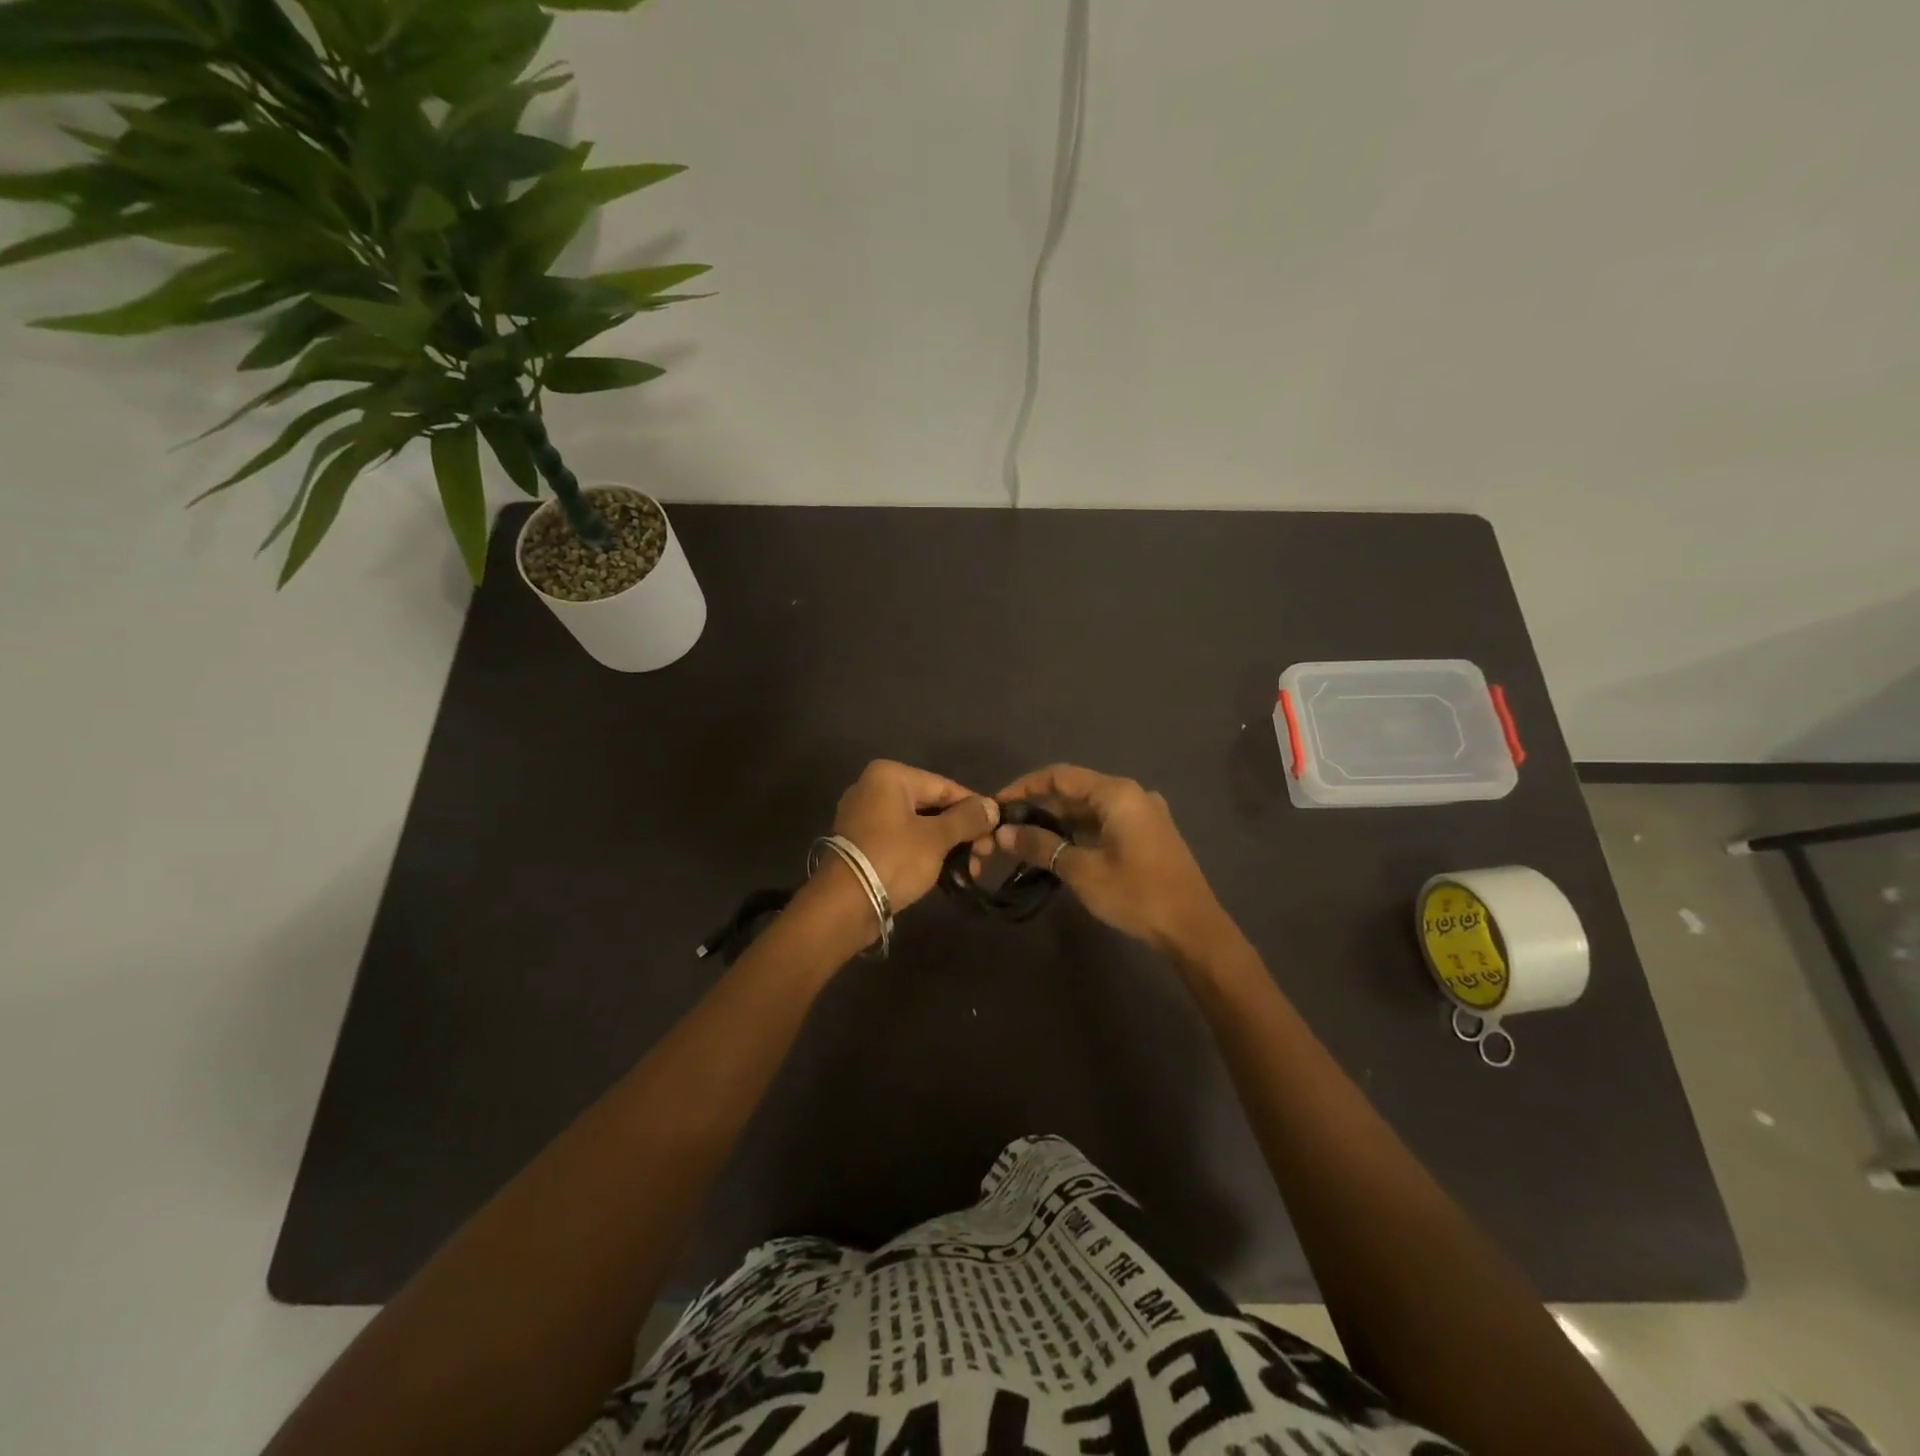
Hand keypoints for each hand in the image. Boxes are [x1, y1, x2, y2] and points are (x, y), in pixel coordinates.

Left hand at [829, 760, 999, 911]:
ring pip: (918, 825)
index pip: (945, 787)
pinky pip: (902, 840)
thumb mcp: (936, 838)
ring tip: (970, 870)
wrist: (843, 905)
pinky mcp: (862, 843)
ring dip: (947, 846)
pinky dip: (925, 853)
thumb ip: (967, 819)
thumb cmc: (893, 860)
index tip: (996, 832)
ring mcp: (864, 816)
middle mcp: (873, 788)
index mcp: (889, 776)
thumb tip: (993, 806)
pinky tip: (946, 872)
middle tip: (984, 857)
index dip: (975, 809)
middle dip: (962, 832)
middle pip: (932, 806)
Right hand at [985, 764, 1227, 954]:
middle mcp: (1132, 794)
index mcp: (1117, 793)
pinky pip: (1106, 822)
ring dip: (1059, 821)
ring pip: (1090, 808)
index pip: (1059, 775)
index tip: (998, 804)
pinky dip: (1080, 831)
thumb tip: (1004, 833)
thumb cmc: (1136, 893)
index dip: (1025, 786)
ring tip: (1027, 841)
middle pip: (1075, 790)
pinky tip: (1061, 850)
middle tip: (1008, 828)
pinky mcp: (1149, 834)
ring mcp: (1144, 813)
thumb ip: (1041, 846)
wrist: (1193, 927)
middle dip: (1040, 806)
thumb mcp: (1082, 870)